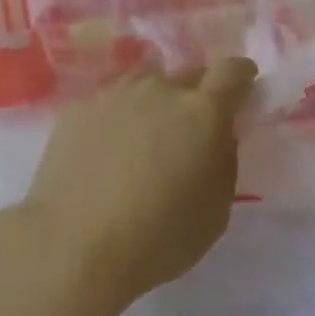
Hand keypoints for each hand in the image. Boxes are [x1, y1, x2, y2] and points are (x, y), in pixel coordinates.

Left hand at [20, 59, 257, 313]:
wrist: (72, 244)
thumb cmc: (157, 238)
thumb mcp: (215, 212)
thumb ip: (224, 162)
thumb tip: (218, 137)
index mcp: (201, 113)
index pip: (231, 71)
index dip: (241, 77)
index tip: (241, 90)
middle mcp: (158, 90)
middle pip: (187, 75)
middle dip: (197, 95)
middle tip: (189, 132)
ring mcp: (113, 94)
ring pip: (144, 84)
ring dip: (154, 102)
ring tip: (144, 139)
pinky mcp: (77, 108)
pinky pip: (108, 103)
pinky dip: (115, 119)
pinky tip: (104, 152)